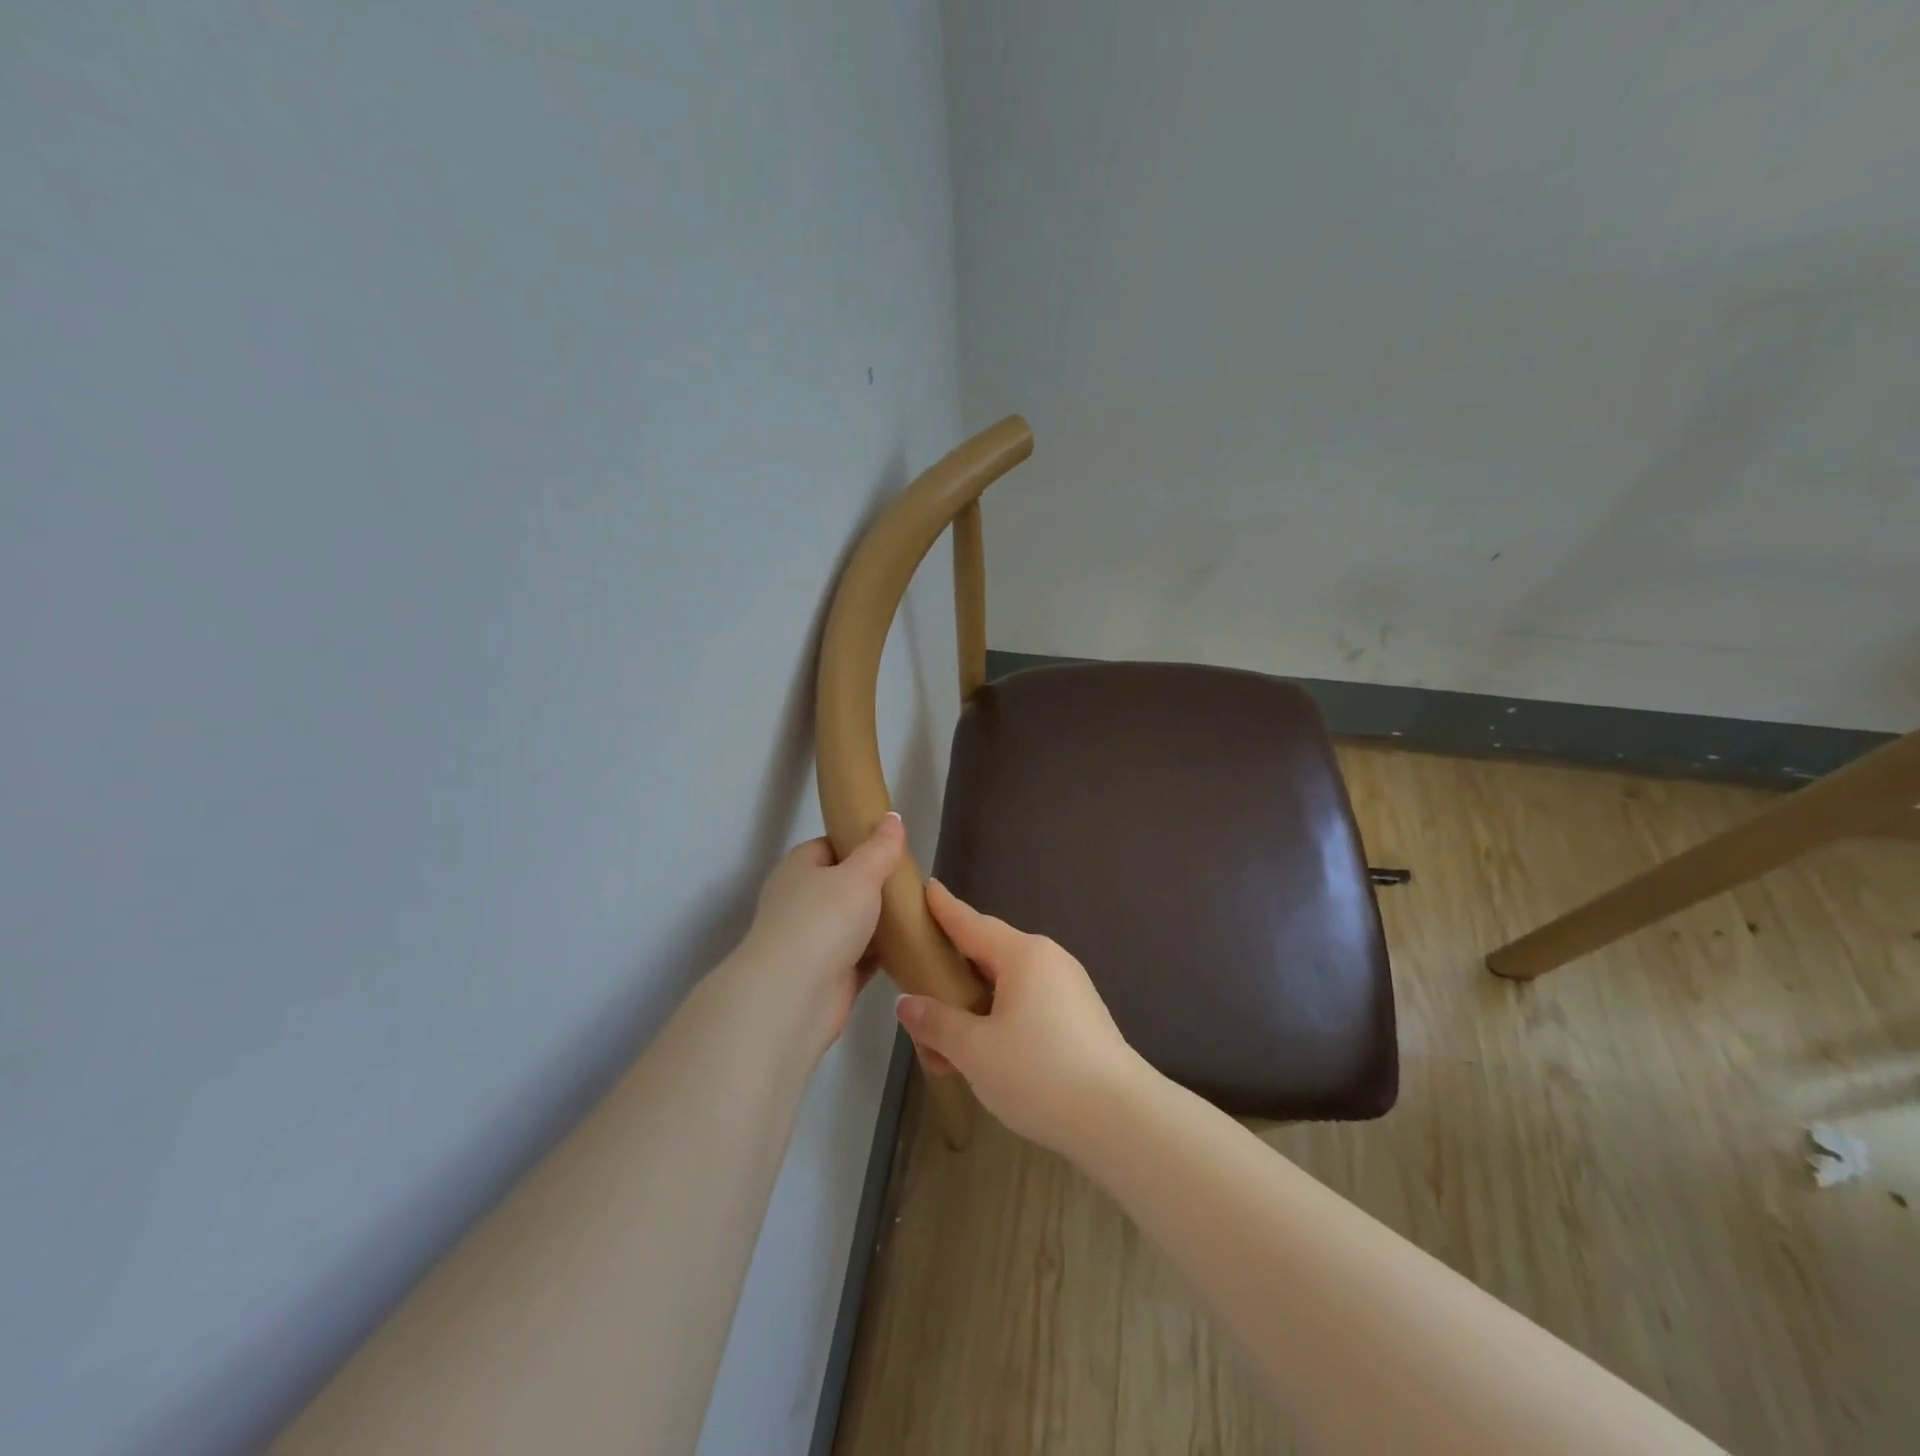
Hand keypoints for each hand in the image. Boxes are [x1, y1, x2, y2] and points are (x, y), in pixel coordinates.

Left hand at [738, 813, 905, 1052]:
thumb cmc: (823, 920)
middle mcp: (801, 902)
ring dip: (883, 921)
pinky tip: (914, 946)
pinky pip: (863, 957)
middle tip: (915, 881)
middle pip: (845, 886)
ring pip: (856, 923)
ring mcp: (814, 941)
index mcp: (799, 869)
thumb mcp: (859, 874)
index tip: (893, 848)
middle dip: (877, 885)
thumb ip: (880, 848)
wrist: (795, 996)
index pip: (830, 846)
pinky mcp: (831, 975)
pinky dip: (884, 953)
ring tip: (922, 910)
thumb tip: (893, 817)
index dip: (860, 844)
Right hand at [896, 880, 1146, 1153]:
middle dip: (952, 974)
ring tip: (940, 1044)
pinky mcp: (1079, 1021)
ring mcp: (1068, 991)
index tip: (927, 887)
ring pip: (1007, 989)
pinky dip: (998, 1024)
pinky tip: (980, 1058)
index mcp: (1023, 955)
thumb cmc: (1040, 1072)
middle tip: (917, 980)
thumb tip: (908, 1004)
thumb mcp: (975, 1050)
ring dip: (972, 1010)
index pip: (972, 923)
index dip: (945, 909)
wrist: (1120, 1120)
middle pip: (988, 957)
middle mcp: (1048, 962)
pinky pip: (1027, 1008)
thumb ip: (937, 1023)